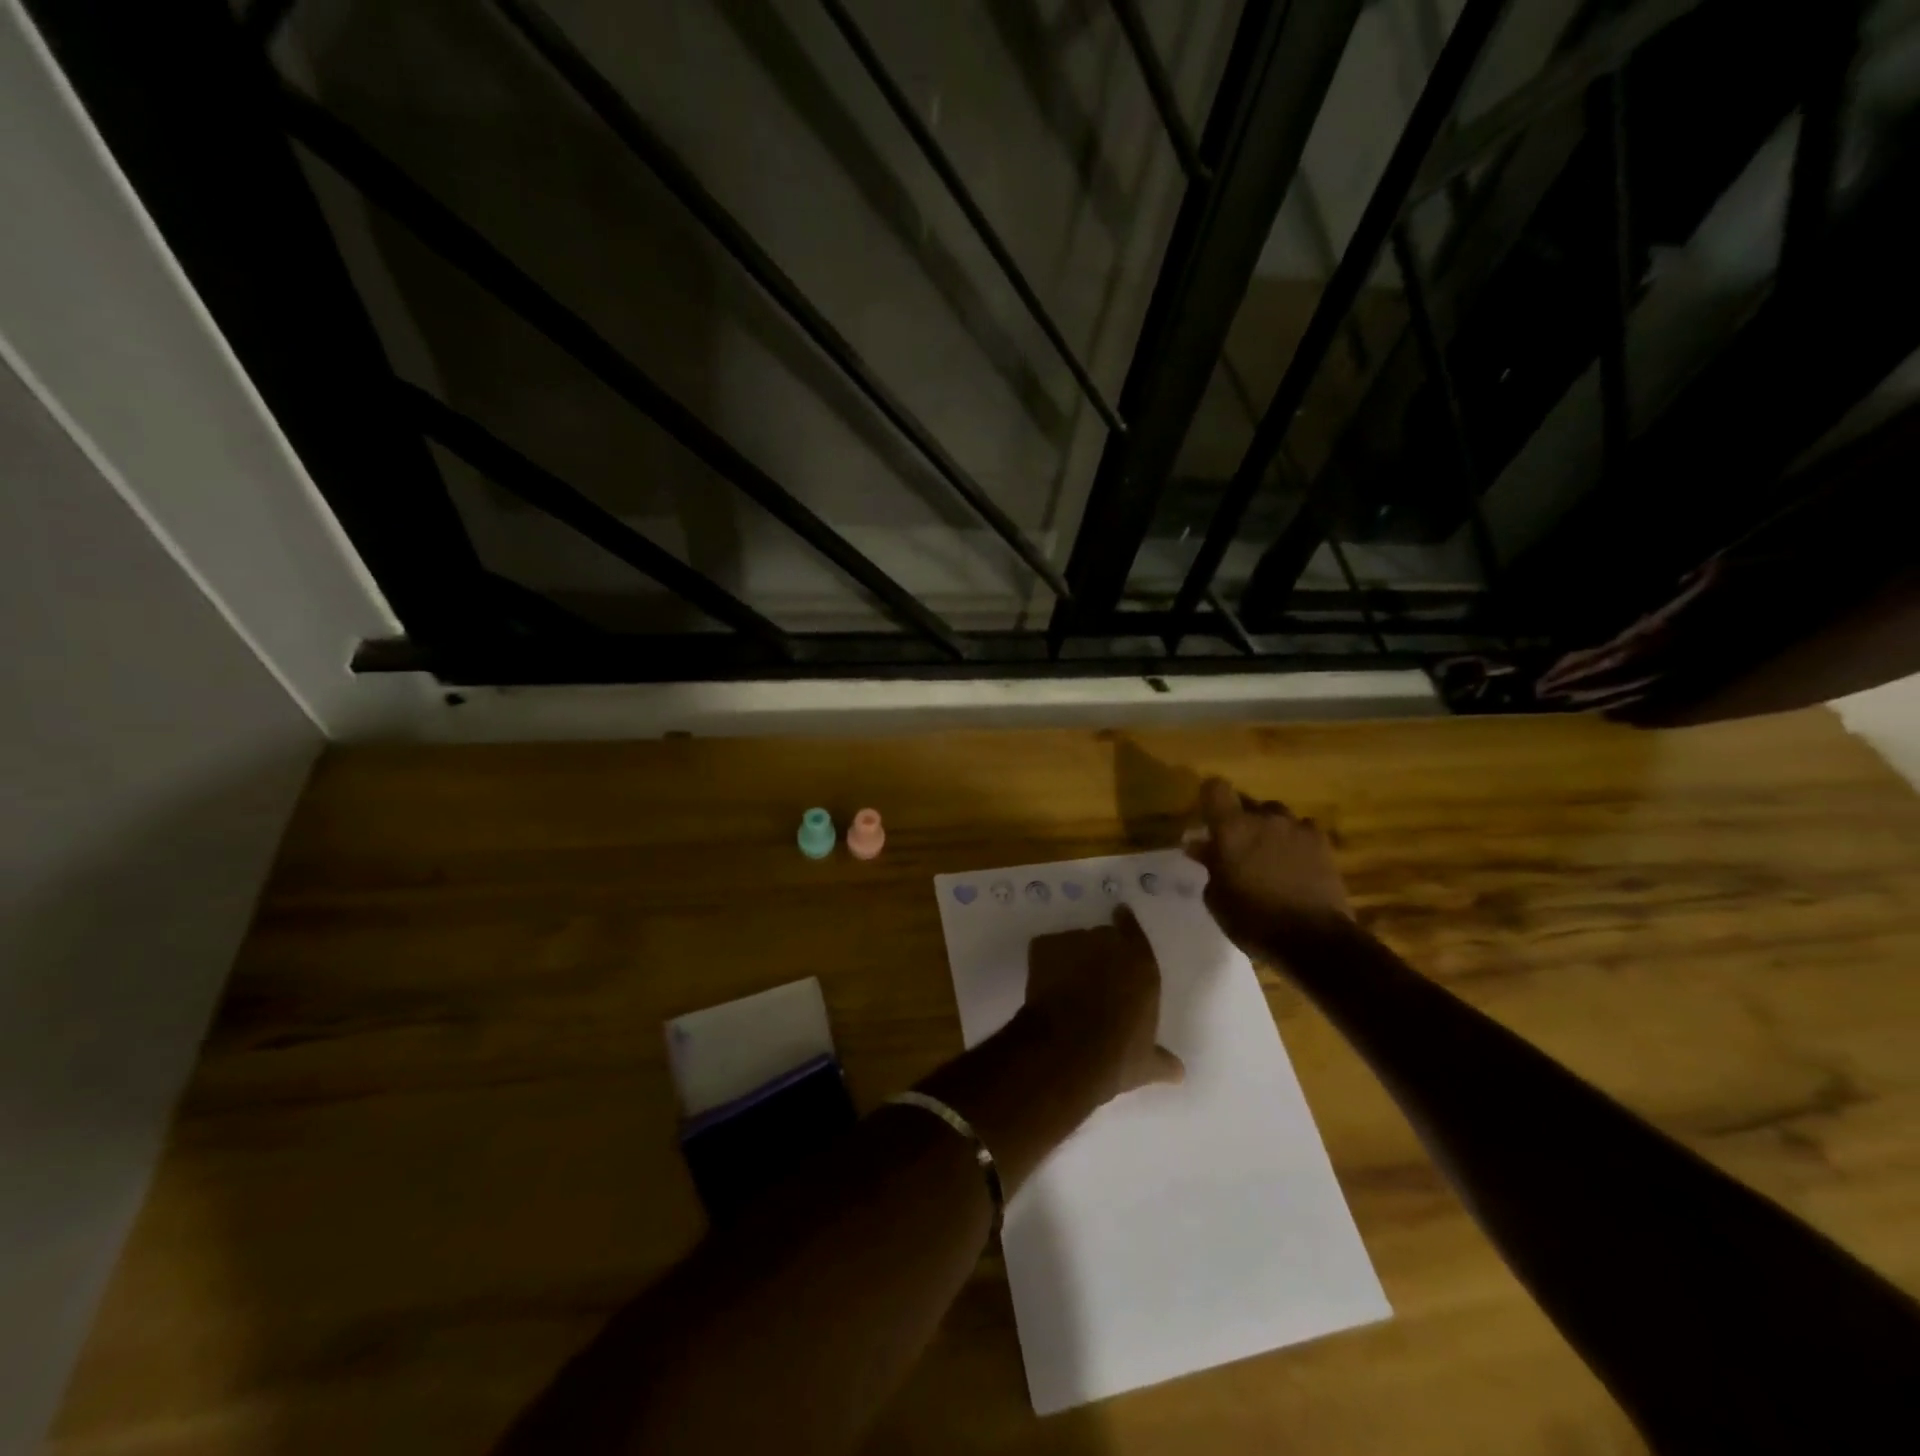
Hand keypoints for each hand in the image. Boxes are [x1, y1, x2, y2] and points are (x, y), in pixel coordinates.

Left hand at [1023, 906, 1183, 1104]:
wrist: (1067, 1049)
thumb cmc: (1117, 1054)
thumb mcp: (1146, 1063)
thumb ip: (1163, 1061)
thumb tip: (1179, 1072)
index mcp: (1140, 963)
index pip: (1134, 930)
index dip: (1126, 925)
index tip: (1120, 920)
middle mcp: (1108, 942)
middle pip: (1102, 936)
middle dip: (1098, 952)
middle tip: (1092, 976)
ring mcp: (1074, 940)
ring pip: (1072, 943)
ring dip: (1071, 957)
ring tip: (1064, 984)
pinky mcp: (1043, 945)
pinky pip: (1045, 949)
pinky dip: (1044, 962)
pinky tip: (1043, 985)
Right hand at [1184, 777, 1352, 953]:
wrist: (1313, 939)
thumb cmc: (1252, 919)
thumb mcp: (1217, 897)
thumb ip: (1209, 865)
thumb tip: (1200, 846)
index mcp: (1232, 828)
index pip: (1215, 788)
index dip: (1210, 799)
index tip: (1207, 818)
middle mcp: (1264, 819)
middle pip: (1248, 803)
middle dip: (1240, 820)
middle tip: (1236, 846)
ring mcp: (1297, 828)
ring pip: (1277, 815)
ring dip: (1269, 829)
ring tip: (1268, 855)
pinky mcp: (1323, 844)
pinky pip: (1303, 830)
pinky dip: (1296, 841)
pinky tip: (1295, 863)